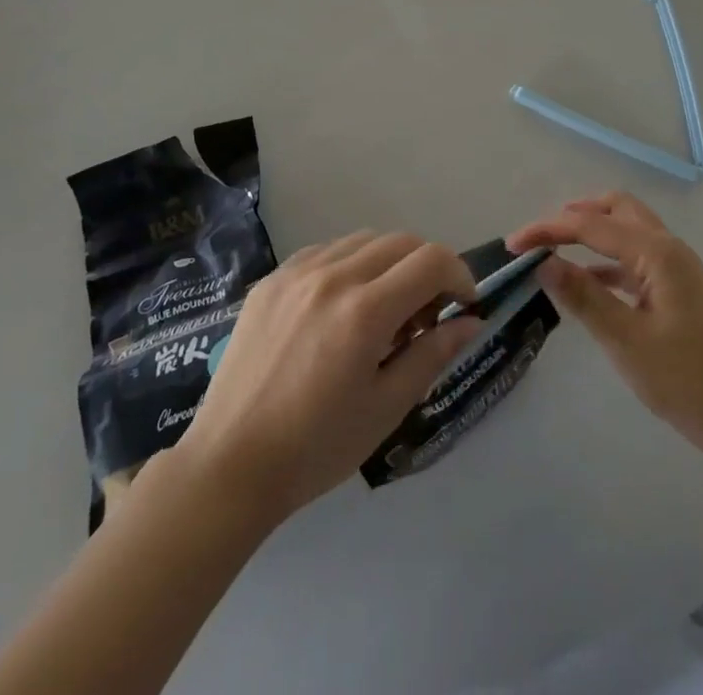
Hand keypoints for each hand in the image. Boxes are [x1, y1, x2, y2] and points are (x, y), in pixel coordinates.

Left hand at [173, 232, 482, 522]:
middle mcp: (332, 275)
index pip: (431, 261)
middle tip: (426, 314)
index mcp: (365, 310)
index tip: (464, 305)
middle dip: (427, 268)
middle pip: (400, 241)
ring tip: (383, 310)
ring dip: (389, 263)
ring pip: (362, 240)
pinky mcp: (272, 279)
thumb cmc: (317, 447)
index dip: (460, 276)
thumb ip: (433, 354)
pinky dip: (349, 265)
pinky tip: (342, 306)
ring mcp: (296, 271)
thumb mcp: (386, 407)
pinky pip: (324, 251)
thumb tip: (470, 321)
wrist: (231, 462)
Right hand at [508, 194, 702, 459]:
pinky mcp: (676, 287)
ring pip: (627, 228)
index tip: (513, 244)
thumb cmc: (685, 381)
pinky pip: (634, 256)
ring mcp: (676, 267)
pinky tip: (585, 280)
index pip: (591, 226)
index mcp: (657, 253)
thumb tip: (543, 262)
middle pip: (615, 209)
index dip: (548, 230)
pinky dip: (606, 258)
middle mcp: (668, 248)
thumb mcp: (625, 340)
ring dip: (591, 232)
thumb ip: (583, 296)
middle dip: (574, 216)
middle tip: (540, 237)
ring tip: (554, 251)